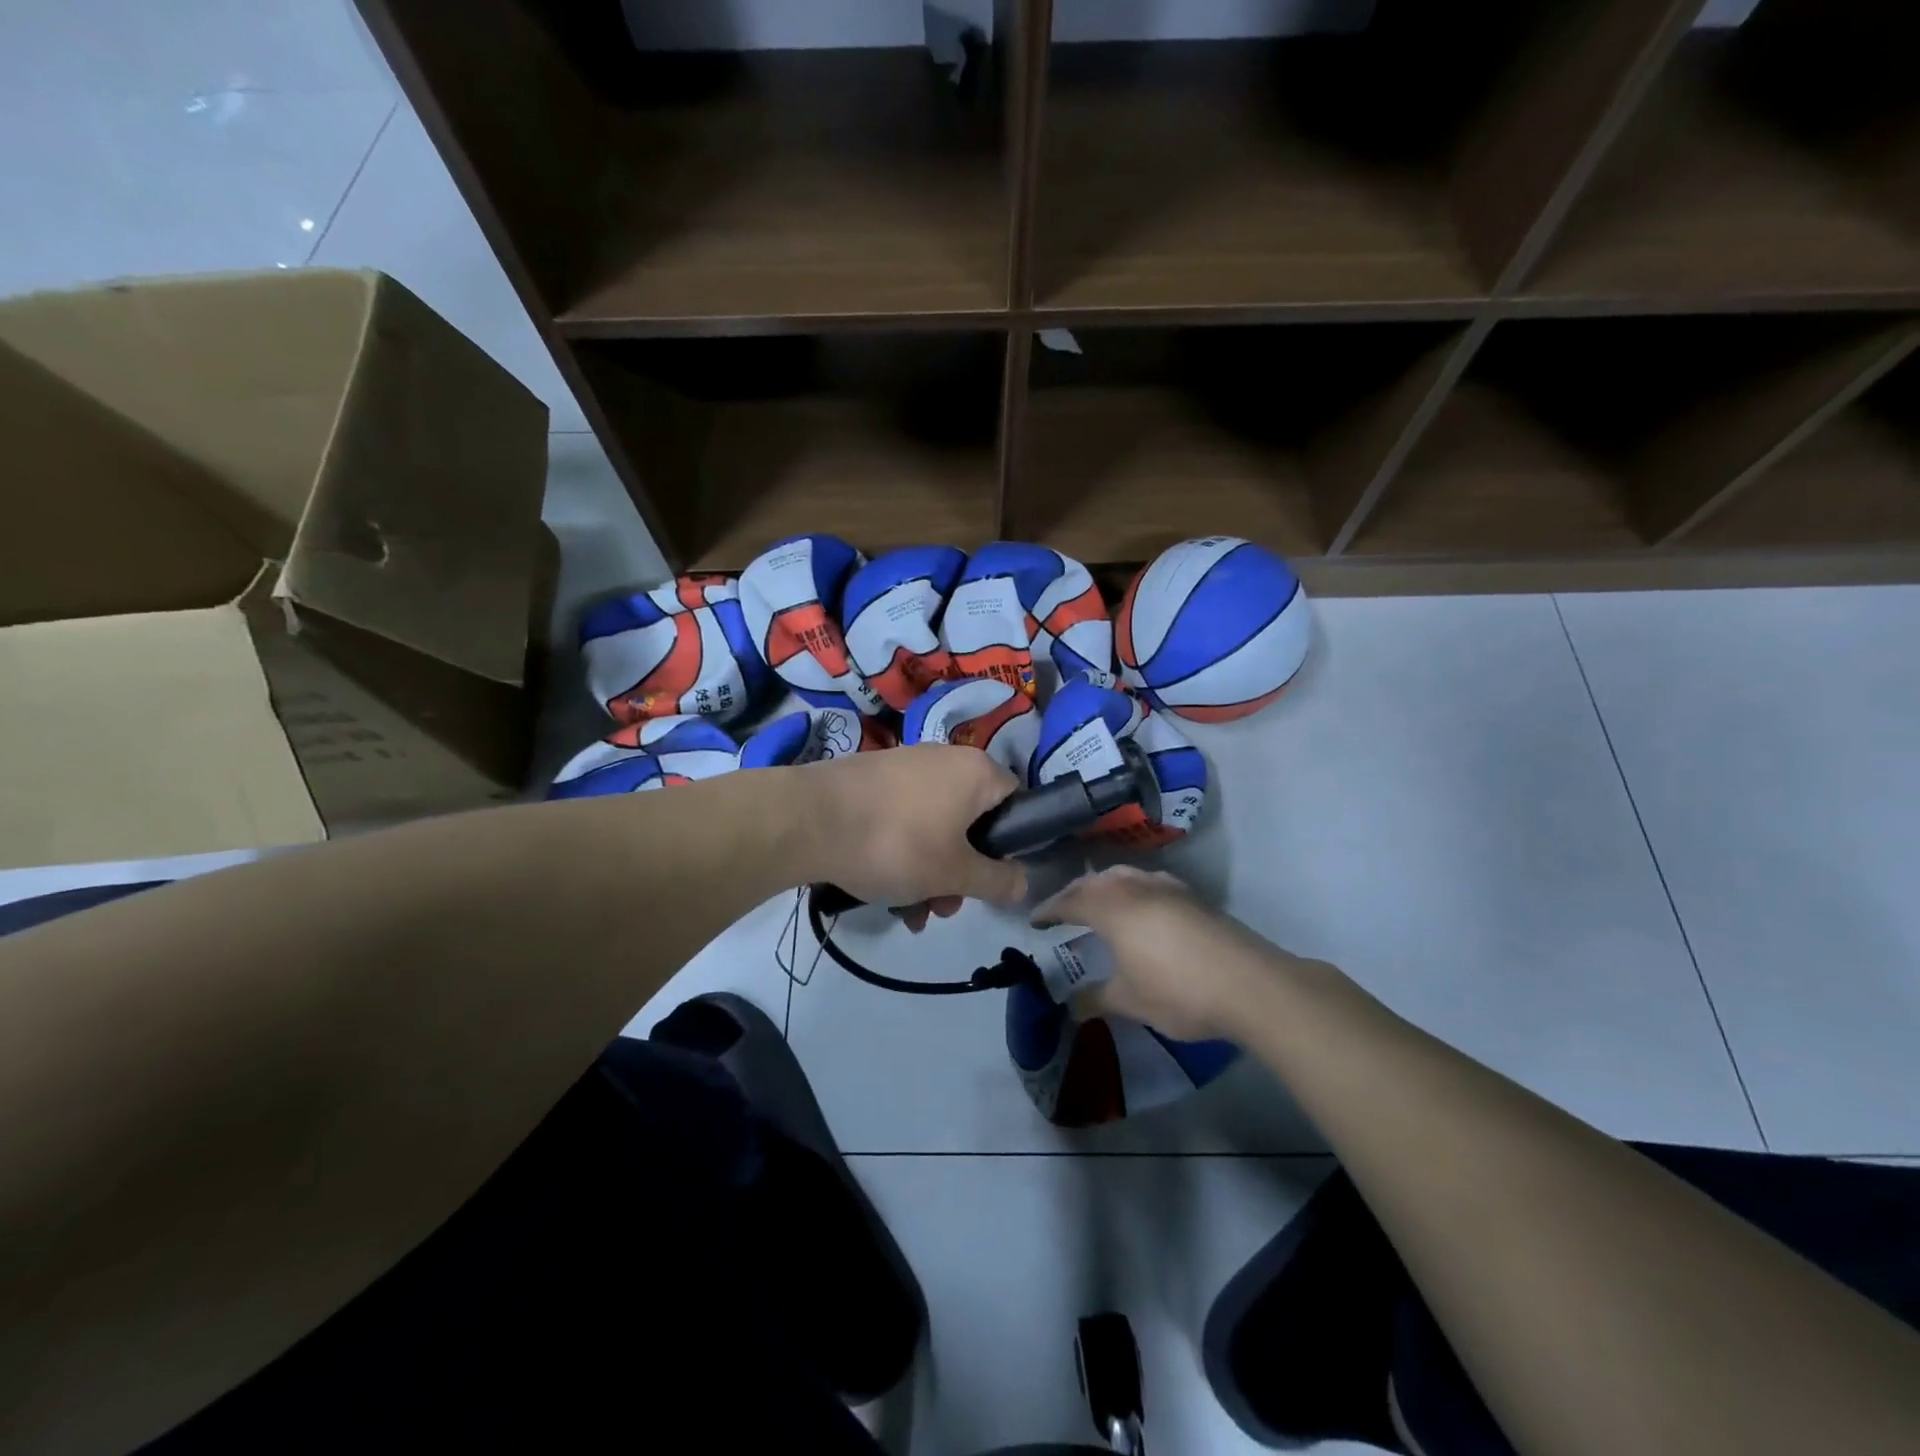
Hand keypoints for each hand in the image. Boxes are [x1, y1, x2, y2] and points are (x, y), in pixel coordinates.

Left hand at [799, 745, 1026, 920]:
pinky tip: (883, 891)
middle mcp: (945, 759)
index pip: (1016, 802)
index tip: (990, 878)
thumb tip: (1024, 881)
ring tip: (909, 912)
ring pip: (935, 826)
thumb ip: (996, 881)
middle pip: (971, 822)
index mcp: (976, 771)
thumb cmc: (896, 843)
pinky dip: (902, 853)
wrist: (808, 820)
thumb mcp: (954, 874)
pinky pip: (904, 818)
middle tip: (943, 907)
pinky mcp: (873, 779)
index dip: (1010, 844)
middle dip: (960, 872)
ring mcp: (906, 766)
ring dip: (929, 872)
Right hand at [1032, 866, 1274, 1041]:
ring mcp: (1169, 888)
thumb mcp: (1130, 1001)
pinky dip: (1133, 889)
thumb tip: (1070, 1006)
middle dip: (1075, 893)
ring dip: (1105, 885)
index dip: (1050, 910)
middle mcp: (1137, 888)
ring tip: (1099, 903)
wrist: (1251, 985)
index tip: (1035, 921)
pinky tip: (1143, 907)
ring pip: (1125, 875)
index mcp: (1113, 908)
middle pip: (1096, 881)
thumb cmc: (1179, 991)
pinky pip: (1149, 881)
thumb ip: (1096, 999)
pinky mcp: (1194, 898)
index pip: (1071, 901)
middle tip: (1062, 911)